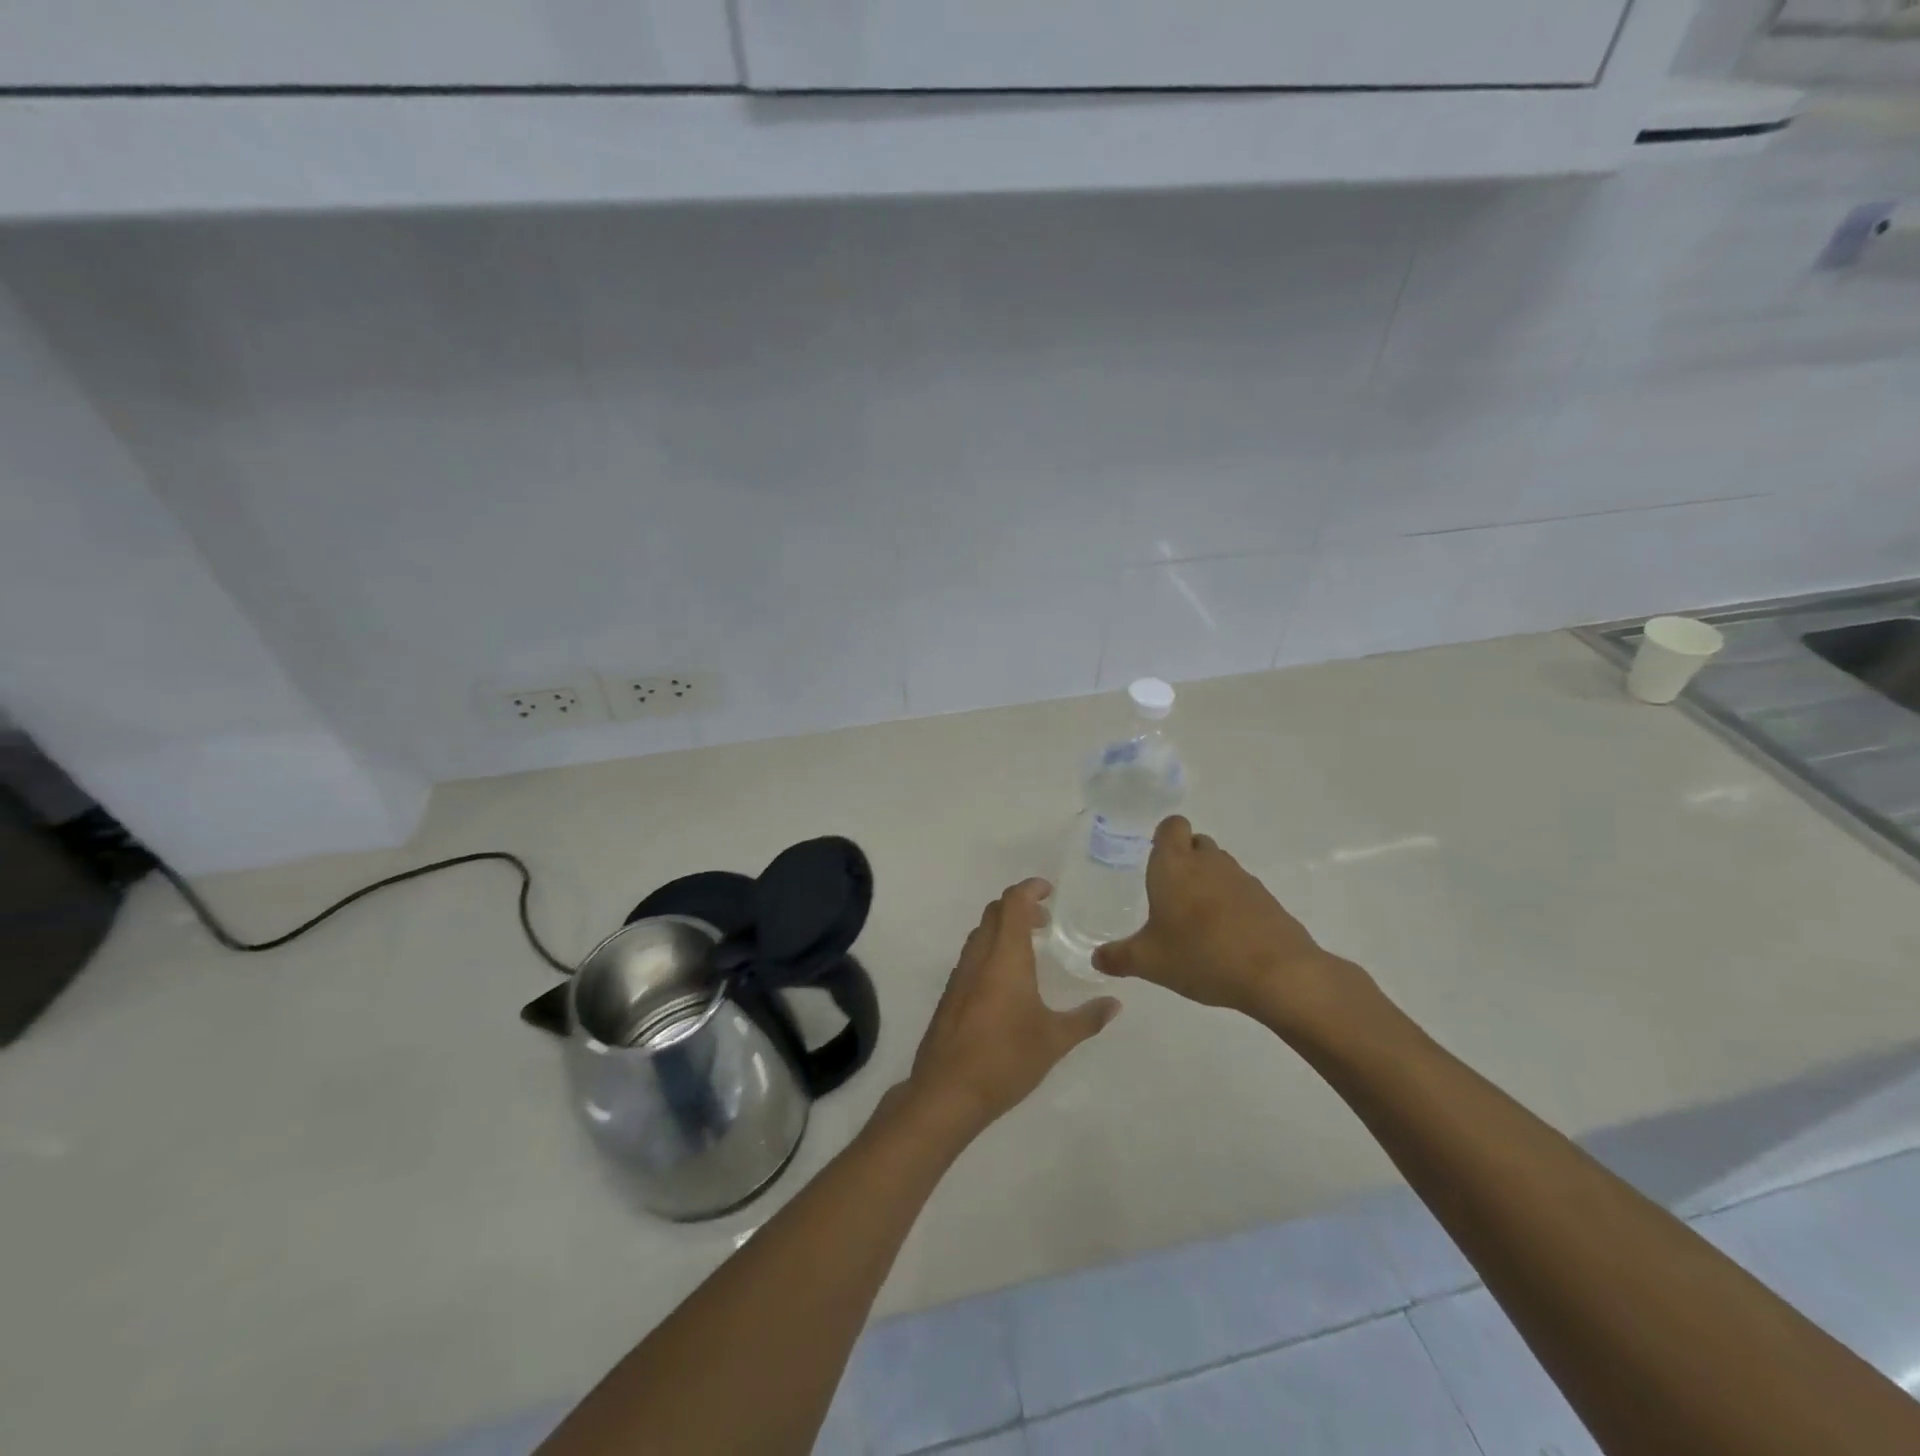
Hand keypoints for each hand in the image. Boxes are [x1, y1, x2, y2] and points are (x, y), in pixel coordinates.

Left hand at [905, 879, 1120, 1138]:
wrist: (947, 1091)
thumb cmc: (1006, 1058)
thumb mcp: (1055, 1040)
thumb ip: (1087, 1019)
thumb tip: (1115, 1004)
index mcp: (1005, 955)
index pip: (1013, 902)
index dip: (1030, 888)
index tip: (1050, 891)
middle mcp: (979, 956)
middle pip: (994, 912)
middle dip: (1020, 907)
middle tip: (1045, 922)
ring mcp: (960, 974)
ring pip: (981, 934)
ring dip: (1003, 929)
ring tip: (1030, 949)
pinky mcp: (951, 994)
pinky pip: (972, 956)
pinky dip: (991, 950)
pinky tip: (1007, 982)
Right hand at [1092, 817, 1375, 1037]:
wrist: (1277, 973)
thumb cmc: (1201, 955)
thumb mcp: (1149, 962)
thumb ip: (1118, 957)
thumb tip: (1096, 958)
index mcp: (1174, 865)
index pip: (1171, 825)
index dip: (1163, 836)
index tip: (1155, 859)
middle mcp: (1208, 862)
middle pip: (1196, 843)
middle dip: (1185, 860)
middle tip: (1171, 893)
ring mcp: (1242, 878)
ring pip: (1220, 866)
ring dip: (1209, 882)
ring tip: (1197, 919)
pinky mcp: (1266, 899)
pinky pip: (1241, 890)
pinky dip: (1232, 904)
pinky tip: (1226, 937)